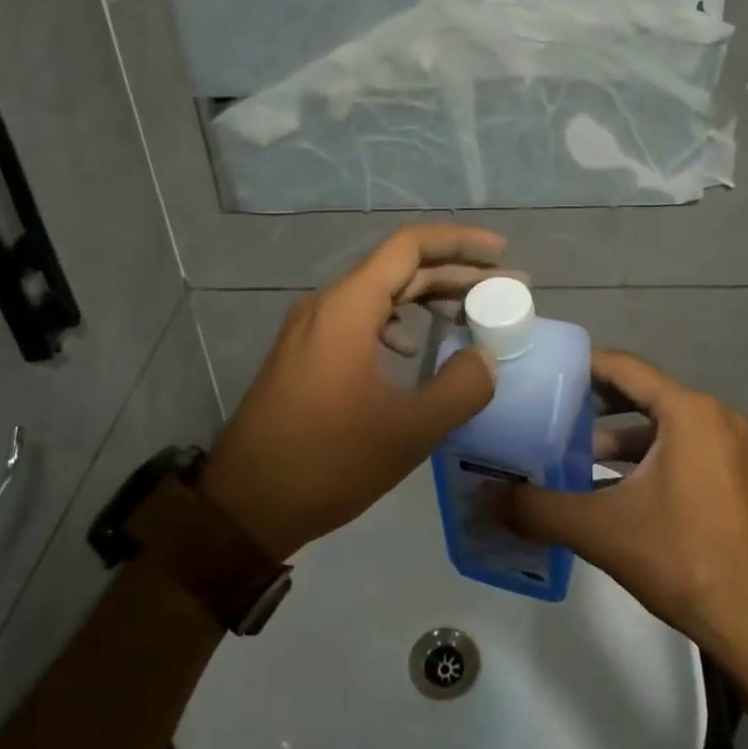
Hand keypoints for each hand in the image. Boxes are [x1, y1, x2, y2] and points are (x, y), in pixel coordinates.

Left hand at [199, 225, 505, 558]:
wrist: (244, 506)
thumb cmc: (327, 462)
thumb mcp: (408, 431)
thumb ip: (460, 388)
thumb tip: (485, 358)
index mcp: (348, 307)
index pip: (410, 246)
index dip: (460, 242)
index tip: (501, 253)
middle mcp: (326, 304)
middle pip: (398, 268)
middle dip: (453, 273)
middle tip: (503, 288)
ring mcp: (310, 328)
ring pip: (378, 293)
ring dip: (425, 298)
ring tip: (468, 315)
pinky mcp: (303, 353)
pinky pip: (358, 318)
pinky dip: (395, 322)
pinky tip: (412, 351)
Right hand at [503, 351, 747, 665]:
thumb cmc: (681, 559)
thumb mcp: (600, 529)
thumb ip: (538, 509)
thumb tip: (485, 499)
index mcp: (689, 411)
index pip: (623, 368)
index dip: (580, 365)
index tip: (540, 371)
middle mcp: (714, 416)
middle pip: (641, 392)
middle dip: (592, 401)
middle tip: (544, 408)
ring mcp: (728, 447)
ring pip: (659, 423)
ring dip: (615, 435)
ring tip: (568, 452)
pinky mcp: (732, 475)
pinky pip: (679, 447)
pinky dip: (642, 457)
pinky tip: (606, 485)